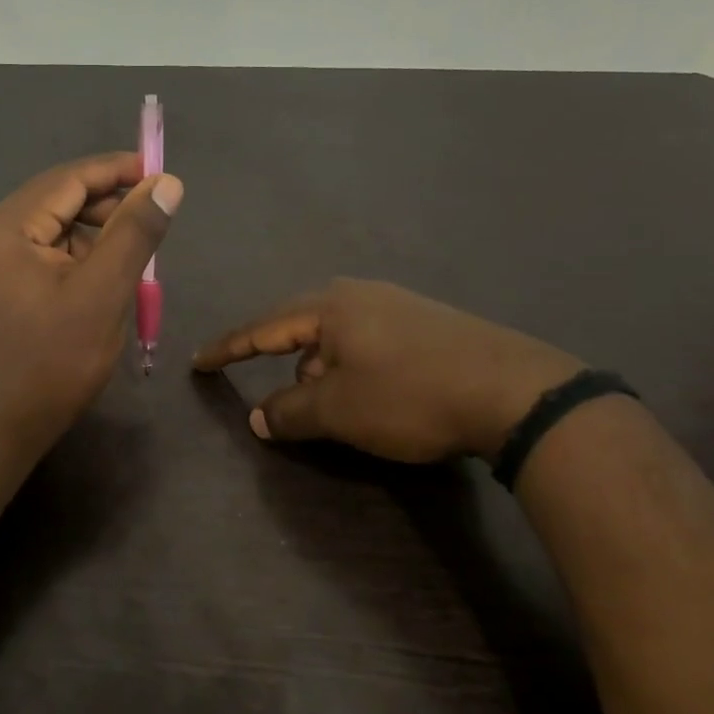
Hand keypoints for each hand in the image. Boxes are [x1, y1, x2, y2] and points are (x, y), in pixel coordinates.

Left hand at [0, 152, 183, 458]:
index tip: (162, 173)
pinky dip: (77, 259)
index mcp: (4, 227)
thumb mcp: (103, 293)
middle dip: (108, 207)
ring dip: (95, 236)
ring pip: (54, 228)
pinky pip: (43, 254)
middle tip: (153, 223)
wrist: (1, 427)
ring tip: (132, 259)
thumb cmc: (53, 363)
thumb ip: (134, 232)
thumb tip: (166, 183)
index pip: (67, 179)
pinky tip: (102, 280)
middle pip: (58, 200)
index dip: (117, 171)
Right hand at [193, 279, 581, 461]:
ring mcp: (398, 305)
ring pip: (337, 339)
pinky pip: (368, 343)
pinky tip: (370, 395)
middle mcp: (360, 295)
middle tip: (275, 396)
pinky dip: (353, 369)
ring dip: (321, 371)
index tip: (199, 361)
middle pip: (301, 328)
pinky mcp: (428, 324)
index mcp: (330, 307)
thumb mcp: (338, 410)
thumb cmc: (409, 395)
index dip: (228, 348)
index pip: (262, 328)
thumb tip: (257, 417)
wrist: (514, 392)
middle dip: (283, 364)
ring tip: (329, 406)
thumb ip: (289, 412)